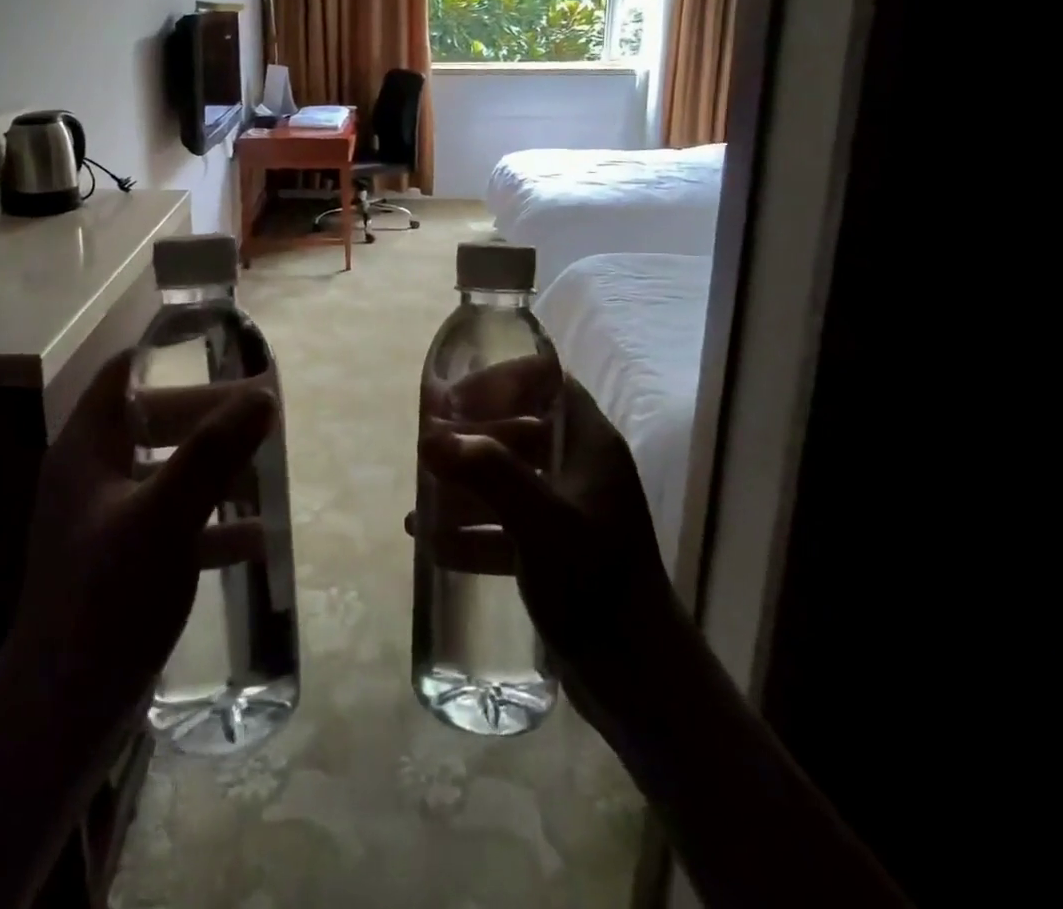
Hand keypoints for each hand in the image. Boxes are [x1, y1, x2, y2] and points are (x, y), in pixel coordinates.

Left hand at [8, 350, 274, 722]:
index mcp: (87, 450)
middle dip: (209, 417)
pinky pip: (175, 523)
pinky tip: (257, 537)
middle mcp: (93, 477)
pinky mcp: (124, 563)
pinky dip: (212, 522)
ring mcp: (107, 522)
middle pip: (155, 422)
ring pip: (169, 472)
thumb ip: (213, 454)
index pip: (122, 376)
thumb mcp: (164, 517)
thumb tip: (263, 398)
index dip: (166, 356)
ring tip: (268, 468)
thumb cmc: (106, 598)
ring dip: (216, 468)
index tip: (220, 349)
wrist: (62, 715)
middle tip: (263, 412)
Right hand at [417, 358, 686, 745]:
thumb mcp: (541, 522)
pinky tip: (432, 542)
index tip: (456, 399)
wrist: (640, 682)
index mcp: (590, 444)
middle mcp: (582, 469)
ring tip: (422, 501)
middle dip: (472, 438)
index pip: (546, 384)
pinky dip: (473, 528)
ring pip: (509, 478)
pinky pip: (507, 524)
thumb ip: (488, 473)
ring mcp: (570, 511)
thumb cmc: (595, 584)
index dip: (500, 381)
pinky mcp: (558, 551)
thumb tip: (430, 437)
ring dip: (465, 485)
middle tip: (428, 450)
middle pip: (520, 429)